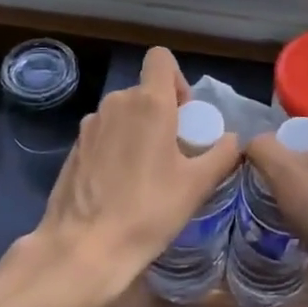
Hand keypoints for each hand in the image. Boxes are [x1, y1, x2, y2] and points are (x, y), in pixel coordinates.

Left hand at [26, 46, 238, 306]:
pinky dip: (116, 148)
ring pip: (123, 114)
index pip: (161, 59)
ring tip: (148, 173)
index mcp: (149, 103)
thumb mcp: (197, 185)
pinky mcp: (74, 148)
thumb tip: (234, 139)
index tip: (185, 115)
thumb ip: (222, 154)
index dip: (177, 79)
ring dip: (138, 131)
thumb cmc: (148, 211)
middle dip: (162, 113)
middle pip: (145, 91)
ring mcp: (90, 125)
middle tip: (175, 153)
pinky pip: (104, 134)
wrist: (84, 247)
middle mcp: (116, 103)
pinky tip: (121, 186)